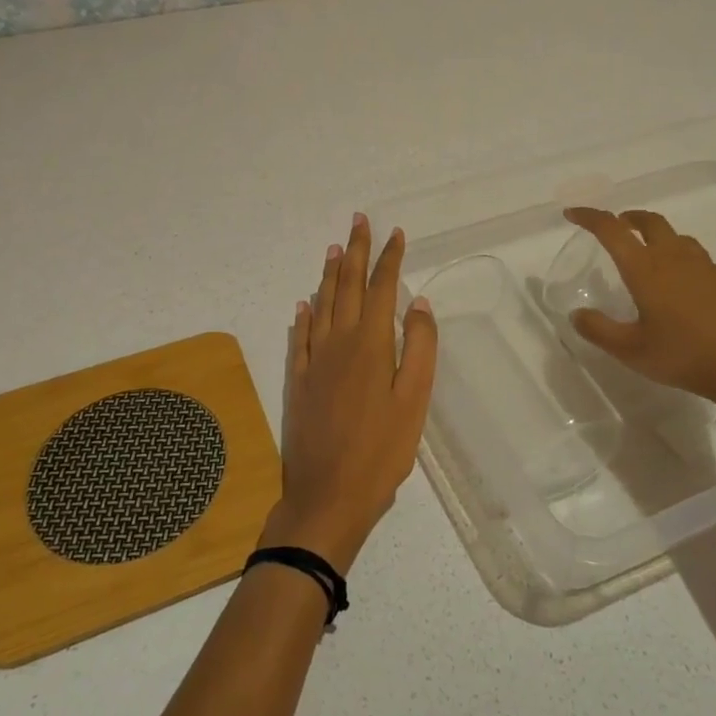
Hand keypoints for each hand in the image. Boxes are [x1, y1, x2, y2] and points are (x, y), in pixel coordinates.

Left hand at [264, 214, 438, 574]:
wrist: (327, 495)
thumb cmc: (382, 451)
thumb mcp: (414, 401)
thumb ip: (419, 348)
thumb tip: (418, 303)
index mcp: (371, 344)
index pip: (380, 289)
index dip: (388, 258)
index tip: (395, 232)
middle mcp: (338, 342)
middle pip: (347, 286)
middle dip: (355, 251)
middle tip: (359, 220)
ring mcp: (313, 361)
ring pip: (322, 305)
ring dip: (329, 274)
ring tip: (334, 249)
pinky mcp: (297, 381)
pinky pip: (299, 337)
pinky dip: (303, 315)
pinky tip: (304, 304)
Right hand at [561, 207, 715, 422]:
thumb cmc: (687, 356)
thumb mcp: (632, 351)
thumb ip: (599, 330)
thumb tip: (577, 314)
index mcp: (646, 268)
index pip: (611, 230)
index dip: (589, 217)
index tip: (573, 213)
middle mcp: (676, 258)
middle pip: (650, 222)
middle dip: (629, 218)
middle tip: (617, 226)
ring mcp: (708, 268)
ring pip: (678, 238)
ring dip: (658, 237)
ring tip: (649, 255)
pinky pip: (700, 260)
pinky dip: (683, 261)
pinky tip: (685, 289)